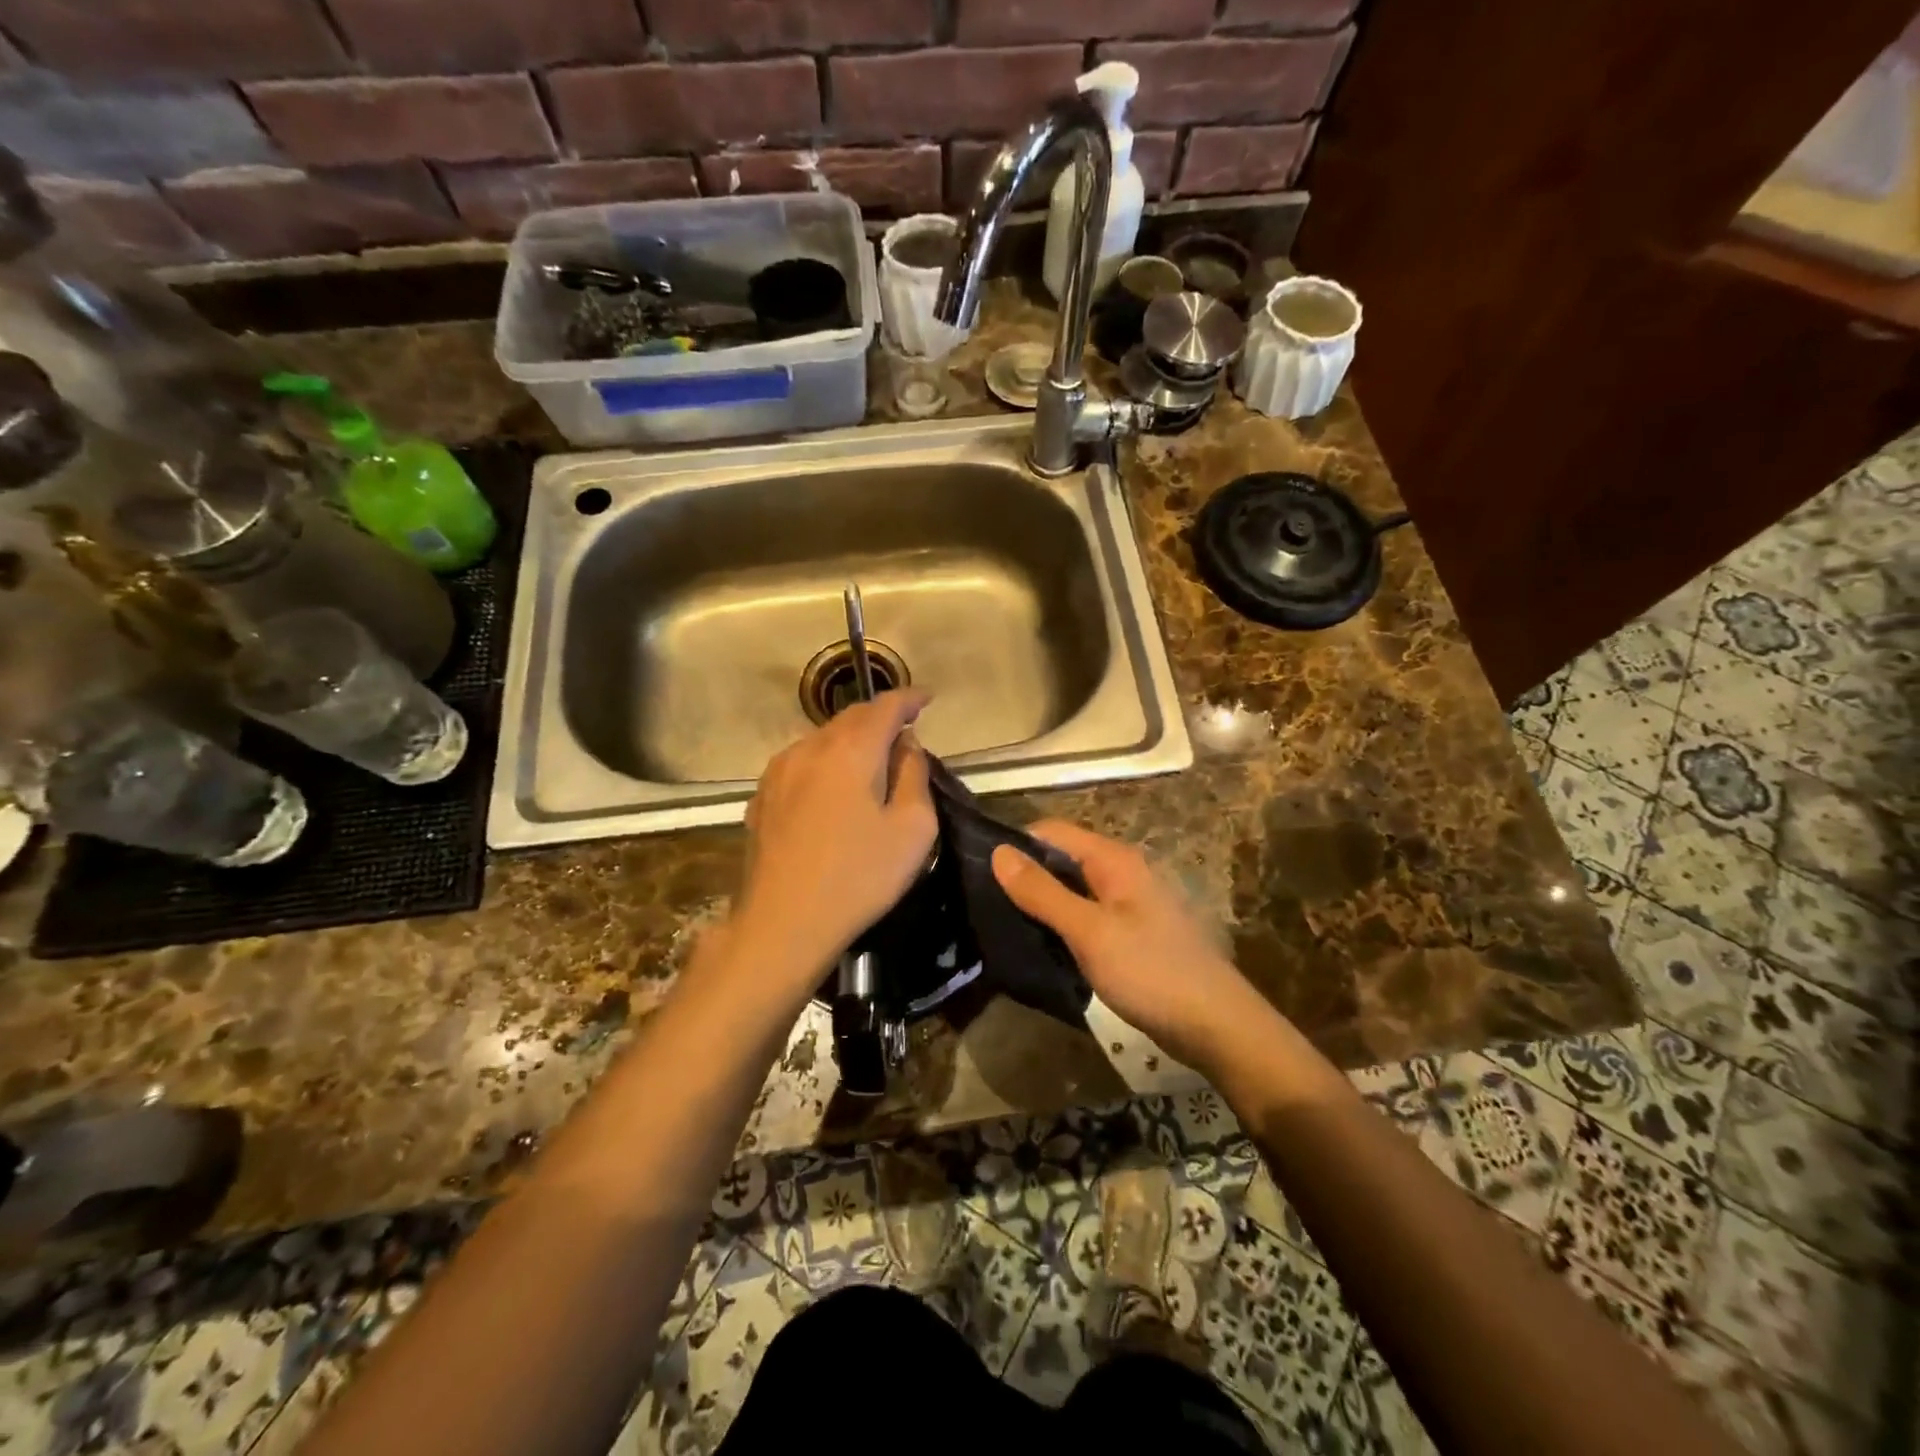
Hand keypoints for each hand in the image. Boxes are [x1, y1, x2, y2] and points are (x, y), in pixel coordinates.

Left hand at [731, 690, 937, 993]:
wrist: (784, 923)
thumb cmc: (859, 877)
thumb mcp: (913, 829)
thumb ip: (914, 775)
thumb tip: (906, 745)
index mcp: (850, 750)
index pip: (884, 706)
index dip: (909, 698)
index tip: (927, 699)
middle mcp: (809, 748)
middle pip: (850, 717)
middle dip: (880, 717)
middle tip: (904, 732)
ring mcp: (779, 771)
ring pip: (822, 738)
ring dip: (851, 740)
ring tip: (871, 760)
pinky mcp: (762, 796)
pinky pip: (802, 762)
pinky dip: (825, 761)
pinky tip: (833, 787)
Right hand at [992, 821, 1272, 1070]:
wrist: (1215, 1025)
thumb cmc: (1150, 971)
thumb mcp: (1089, 931)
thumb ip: (1042, 892)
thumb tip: (998, 852)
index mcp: (1114, 859)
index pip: (1052, 831)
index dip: (1016, 844)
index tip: (977, 871)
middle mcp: (1122, 872)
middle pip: (1062, 859)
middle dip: (1026, 876)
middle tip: (984, 903)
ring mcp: (1129, 904)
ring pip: (1073, 890)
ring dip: (1042, 903)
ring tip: (1002, 924)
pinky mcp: (1131, 933)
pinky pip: (1087, 916)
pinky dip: (1062, 925)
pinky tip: (1040, 946)